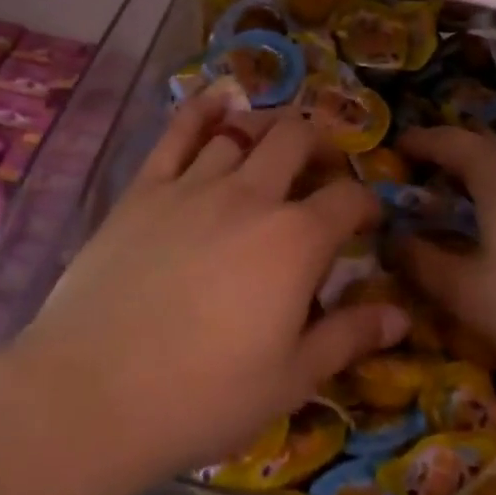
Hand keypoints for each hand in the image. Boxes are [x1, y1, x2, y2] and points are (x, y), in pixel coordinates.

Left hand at [8, 95, 403, 488]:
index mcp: (295, 240)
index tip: (367, 218)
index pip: (347, 199)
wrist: (94, 391)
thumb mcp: (290, 379)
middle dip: (320, 143)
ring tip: (276, 134)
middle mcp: (249, 195)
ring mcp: (193, 185)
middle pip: (295, 141)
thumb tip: (401, 314)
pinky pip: (177, 133)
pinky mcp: (144, 189)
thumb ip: (348, 337)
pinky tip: (215, 99)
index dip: (366, 202)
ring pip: (240, 130)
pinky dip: (201, 110)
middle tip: (322, 164)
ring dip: (267, 125)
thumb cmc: (203, 395)